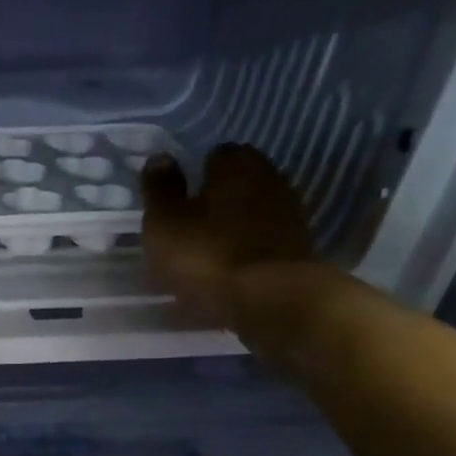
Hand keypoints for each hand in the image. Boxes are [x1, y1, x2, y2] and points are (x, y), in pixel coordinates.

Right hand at [141, 144, 317, 327]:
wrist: (272, 300)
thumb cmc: (208, 254)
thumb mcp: (165, 223)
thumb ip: (160, 189)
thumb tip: (161, 157)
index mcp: (237, 164)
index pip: (214, 156)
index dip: (193, 176)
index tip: (176, 201)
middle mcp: (270, 179)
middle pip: (234, 188)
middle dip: (211, 205)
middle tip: (184, 232)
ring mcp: (287, 216)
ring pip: (246, 219)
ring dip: (226, 234)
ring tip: (199, 262)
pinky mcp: (295, 251)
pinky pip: (256, 248)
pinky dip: (240, 258)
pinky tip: (221, 280)